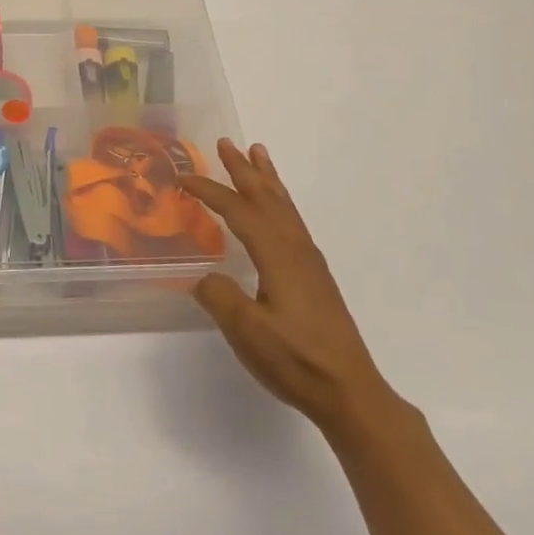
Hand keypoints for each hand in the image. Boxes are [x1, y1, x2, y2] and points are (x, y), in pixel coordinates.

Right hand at [181, 139, 400, 436]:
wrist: (349, 391)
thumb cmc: (296, 360)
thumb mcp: (247, 331)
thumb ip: (219, 297)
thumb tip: (202, 277)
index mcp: (278, 255)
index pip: (240, 212)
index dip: (211, 192)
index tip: (184, 179)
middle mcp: (296, 249)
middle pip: (267, 198)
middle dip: (244, 170)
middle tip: (226, 143)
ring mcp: (309, 261)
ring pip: (284, 207)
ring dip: (267, 179)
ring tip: (257, 154)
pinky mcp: (314, 276)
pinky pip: (292, 222)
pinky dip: (280, 202)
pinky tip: (275, 210)